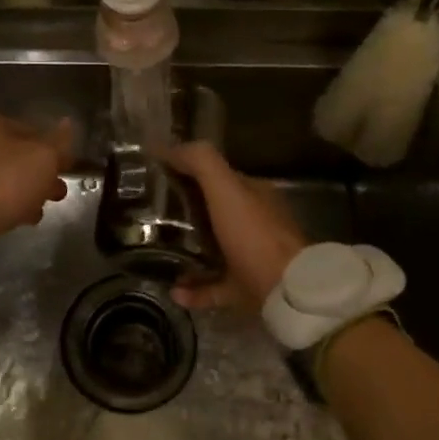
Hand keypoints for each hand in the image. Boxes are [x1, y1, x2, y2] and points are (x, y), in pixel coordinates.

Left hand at [0, 115, 72, 241]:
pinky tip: (20, 218)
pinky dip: (9, 204)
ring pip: (9, 178)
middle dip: (43, 175)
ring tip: (39, 211)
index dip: (56, 151)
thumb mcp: (43, 158)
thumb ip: (59, 142)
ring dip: (28, 192)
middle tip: (57, 194)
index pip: (37, 132)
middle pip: (22, 156)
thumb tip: (68, 123)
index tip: (68, 170)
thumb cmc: (5, 182)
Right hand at [160, 141, 306, 311]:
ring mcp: (253, 258)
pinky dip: (194, 289)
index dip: (188, 174)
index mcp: (254, 195)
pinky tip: (174, 291)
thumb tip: (164, 147)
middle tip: (151, 218)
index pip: (218, 178)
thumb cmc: (254, 234)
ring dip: (188, 252)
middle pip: (214, 214)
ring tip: (159, 255)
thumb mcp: (226, 188)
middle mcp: (255, 224)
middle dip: (185, 215)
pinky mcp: (248, 290)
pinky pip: (215, 287)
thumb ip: (199, 162)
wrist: (287, 292)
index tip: (157, 180)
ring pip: (214, 251)